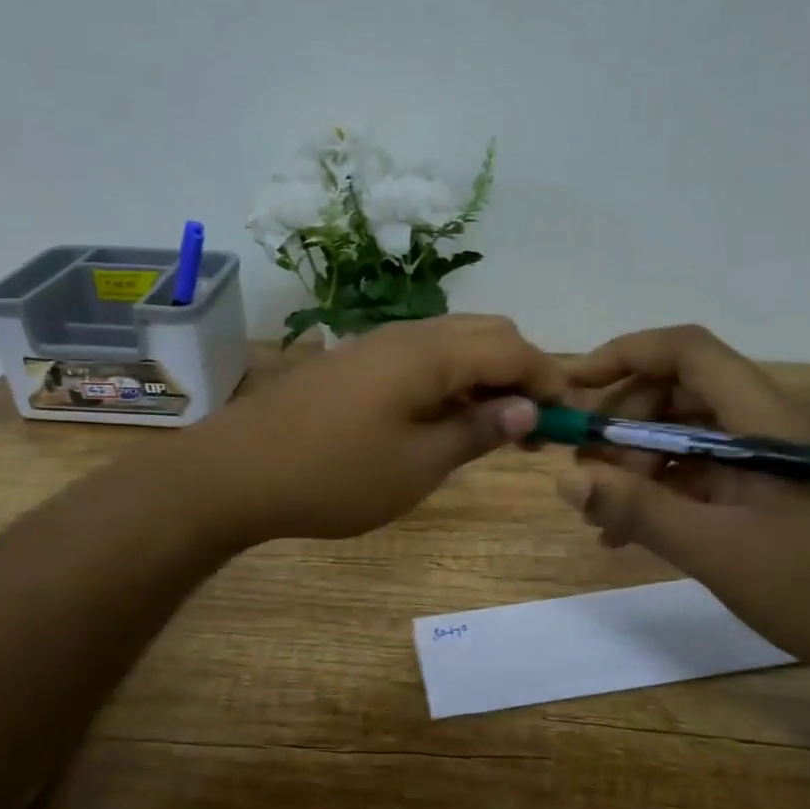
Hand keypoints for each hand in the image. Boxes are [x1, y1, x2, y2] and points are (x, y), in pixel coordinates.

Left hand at [188, 315, 564, 544]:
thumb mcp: (418, 465)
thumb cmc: (335, 475)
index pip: (514, 349)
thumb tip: (527, 409)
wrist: (238, 471)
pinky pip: (422, 357)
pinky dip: (451, 379)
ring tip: (494, 426)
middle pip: (488, 333)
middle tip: (532, 425)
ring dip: (486, 374)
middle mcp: (409, 333)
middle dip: (522, 371)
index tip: (571, 418)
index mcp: (431, 353)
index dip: (550, 380)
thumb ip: (477, 430)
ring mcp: (377, 343)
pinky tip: (445, 418)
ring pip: (454, 342)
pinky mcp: (356, 362)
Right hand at [557, 325, 809, 702]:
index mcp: (765, 420)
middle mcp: (768, 426)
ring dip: (638, 464)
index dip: (626, 355)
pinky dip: (663, 493)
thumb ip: (641, 509)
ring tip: (601, 515)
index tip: (575, 389)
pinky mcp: (772, 494)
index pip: (688, 352)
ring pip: (688, 436)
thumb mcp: (720, 551)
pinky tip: (631, 534)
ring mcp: (771, 461)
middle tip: (585, 476)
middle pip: (679, 393)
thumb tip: (567, 478)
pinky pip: (704, 475)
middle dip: (623, 425)